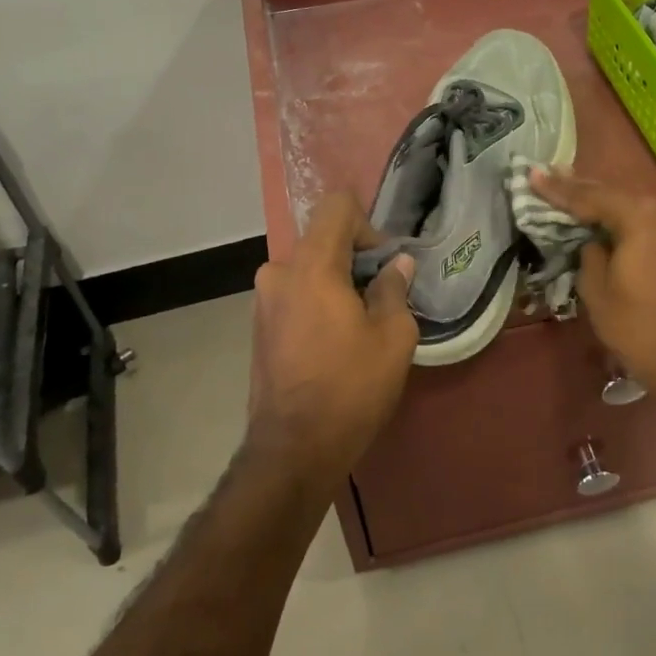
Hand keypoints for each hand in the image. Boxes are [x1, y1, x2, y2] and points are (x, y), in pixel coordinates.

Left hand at [246, 193, 417, 490]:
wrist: (293, 449)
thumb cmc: (351, 388)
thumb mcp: (394, 338)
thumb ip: (394, 289)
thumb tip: (396, 266)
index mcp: (311, 266)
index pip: (336, 206)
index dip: (367, 224)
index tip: (384, 262)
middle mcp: (278, 272)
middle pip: (322, 239)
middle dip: (355, 258)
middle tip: (381, 295)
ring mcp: (263, 300)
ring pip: (308, 268)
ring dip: (336, 282)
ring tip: (360, 322)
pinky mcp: (259, 325)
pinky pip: (294, 293)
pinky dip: (317, 301)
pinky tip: (335, 340)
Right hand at [532, 169, 655, 401]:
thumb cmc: (638, 328)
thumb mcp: (596, 289)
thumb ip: (589, 252)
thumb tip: (594, 241)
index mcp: (644, 218)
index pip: (591, 197)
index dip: (558, 188)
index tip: (532, 174)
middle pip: (616, 195)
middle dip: (581, 189)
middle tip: (549, 175)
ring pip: (634, 208)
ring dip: (604, 204)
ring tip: (570, 190)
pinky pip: (650, 223)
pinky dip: (626, 220)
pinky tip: (604, 217)